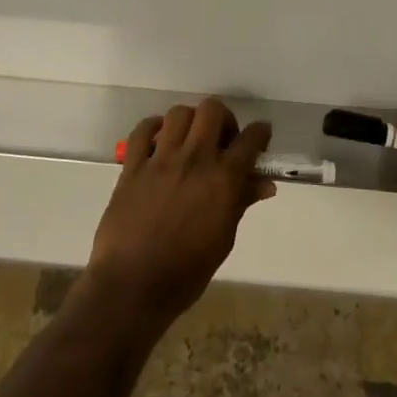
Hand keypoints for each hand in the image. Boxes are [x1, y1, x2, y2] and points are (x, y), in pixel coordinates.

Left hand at [85, 98, 274, 330]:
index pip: (250, 140)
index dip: (260, 133)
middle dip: (224, 119)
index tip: (261, 136)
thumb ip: (241, 203)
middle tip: (222, 139)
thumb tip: (264, 184)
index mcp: (223, 181)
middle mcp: (194, 160)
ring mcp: (161, 160)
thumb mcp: (223, 240)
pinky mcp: (132, 166)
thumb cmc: (186, 272)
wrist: (133, 285)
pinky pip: (142, 131)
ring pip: (179, 113)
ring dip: (190, 121)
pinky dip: (153, 128)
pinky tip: (159, 140)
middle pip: (213, 111)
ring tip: (190, 140)